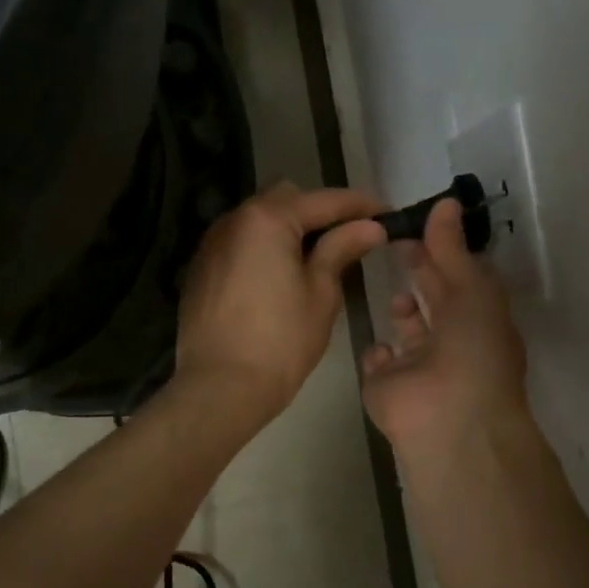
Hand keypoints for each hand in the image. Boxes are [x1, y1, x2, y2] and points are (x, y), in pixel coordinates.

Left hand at [176, 182, 386, 424]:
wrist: (220, 387)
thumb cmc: (281, 342)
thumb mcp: (321, 293)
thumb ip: (341, 249)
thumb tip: (369, 226)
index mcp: (268, 219)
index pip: (324, 201)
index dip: (360, 205)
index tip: (387, 213)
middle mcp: (234, 220)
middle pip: (286, 200)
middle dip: (320, 212)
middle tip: (351, 237)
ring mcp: (212, 244)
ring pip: (259, 220)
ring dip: (290, 229)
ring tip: (318, 257)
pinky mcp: (201, 269)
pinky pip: (241, 243)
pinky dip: (265, 248)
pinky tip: (281, 276)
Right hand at [361, 198, 531, 460]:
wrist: (448, 418)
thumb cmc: (472, 349)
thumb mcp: (470, 289)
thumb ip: (452, 247)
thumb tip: (446, 202)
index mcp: (479, 321)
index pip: (460, 278)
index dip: (441, 251)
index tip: (415, 225)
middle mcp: (453, 343)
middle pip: (434, 301)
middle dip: (419, 272)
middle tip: (393, 241)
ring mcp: (419, 368)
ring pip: (409, 333)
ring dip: (402, 311)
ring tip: (395, 295)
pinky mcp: (387, 387)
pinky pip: (379, 362)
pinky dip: (378, 352)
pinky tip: (381, 346)